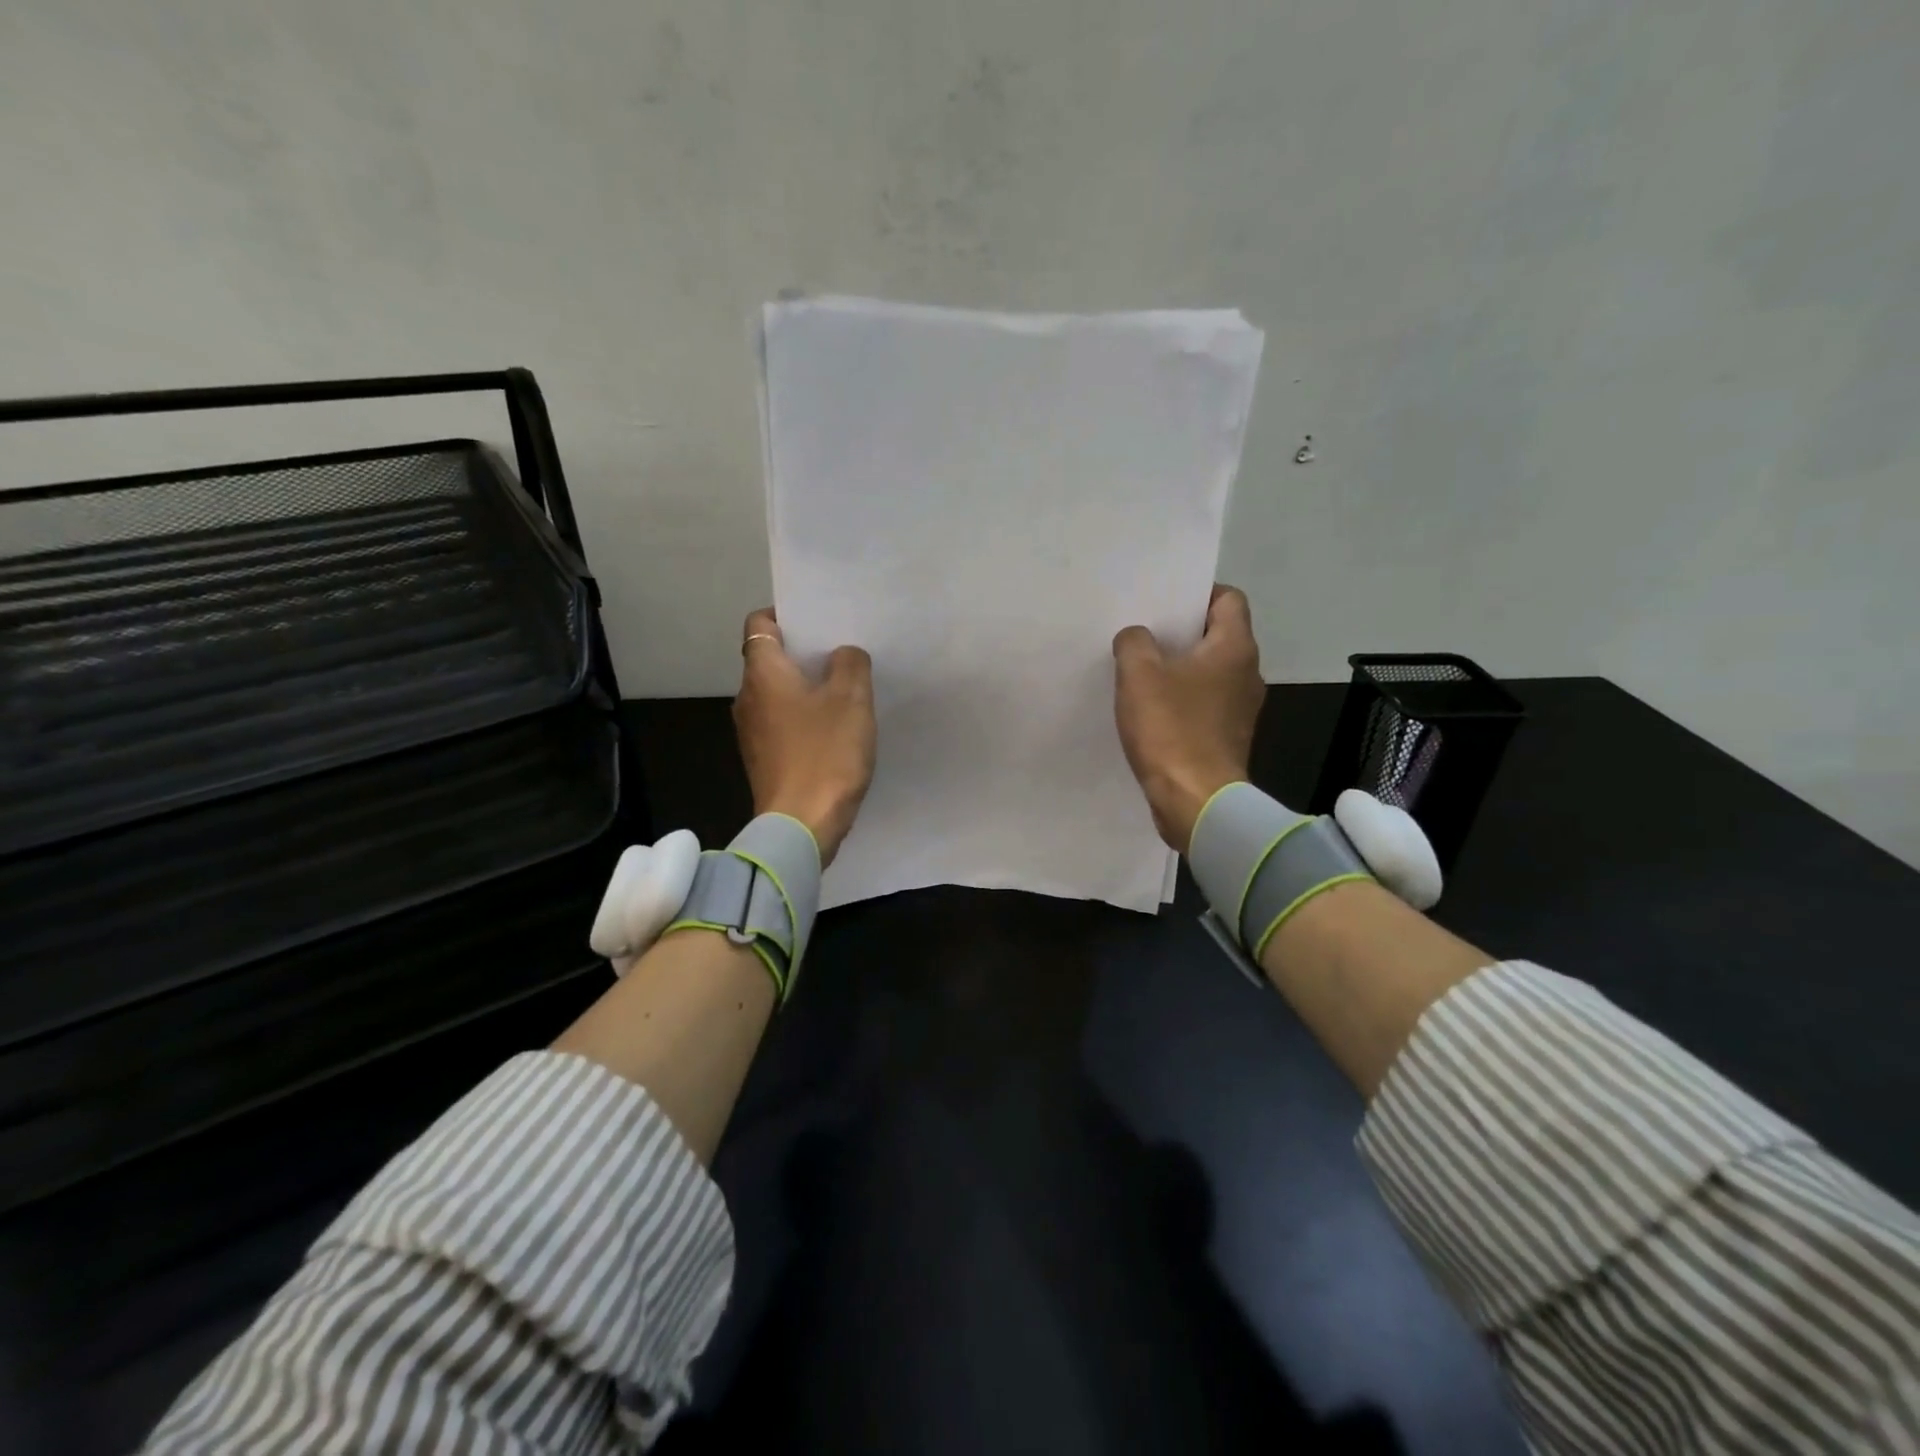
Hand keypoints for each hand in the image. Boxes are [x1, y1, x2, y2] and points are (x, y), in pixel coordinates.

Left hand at [733, 608, 875, 866]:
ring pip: (779, 694)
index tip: (818, 622)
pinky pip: (783, 724)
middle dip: (804, 654)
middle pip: (770, 659)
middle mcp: (747, 697)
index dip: (786, 615)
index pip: (760, 623)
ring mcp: (752, 732)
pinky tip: (835, 732)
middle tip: (843, 655)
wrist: (802, 826)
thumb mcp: (851, 699)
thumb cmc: (825, 753)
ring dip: (807, 689)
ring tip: (845, 693)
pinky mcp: (763, 760)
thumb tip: (842, 655)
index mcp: (762, 673)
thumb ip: (850, 664)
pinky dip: (804, 719)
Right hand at [1112, 584, 1265, 852]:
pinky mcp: (1227, 737)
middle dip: (1181, 632)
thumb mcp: (1139, 675)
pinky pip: (1204, 704)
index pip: (1228, 599)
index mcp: (1235, 648)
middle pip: (1217, 636)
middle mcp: (1248, 673)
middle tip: (1144, 634)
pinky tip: (1151, 710)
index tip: (1164, 603)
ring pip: (1210, 672)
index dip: (1197, 593)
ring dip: (1179, 669)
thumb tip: (1137, 638)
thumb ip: (1134, 643)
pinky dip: (1182, 700)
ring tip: (1141, 672)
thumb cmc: (1172, 729)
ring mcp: (1241, 709)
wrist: (1197, 801)